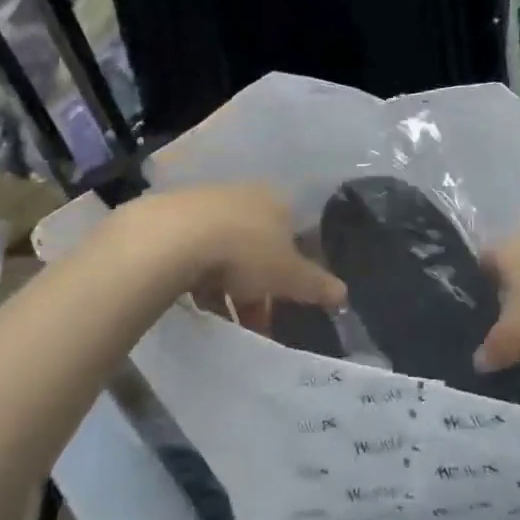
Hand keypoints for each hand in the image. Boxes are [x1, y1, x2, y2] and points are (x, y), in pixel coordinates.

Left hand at [125, 185, 345, 325]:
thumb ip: (317, 285)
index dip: (293, 272)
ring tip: (226, 323)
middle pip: (260, 246)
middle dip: (260, 287)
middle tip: (258, 321)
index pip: (294, 235)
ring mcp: (207, 205)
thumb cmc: (246, 251)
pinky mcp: (174, 220)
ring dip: (229, 288)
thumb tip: (344, 295)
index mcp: (277, 202)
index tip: (287, 302)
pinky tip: (197, 305)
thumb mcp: (290, 276)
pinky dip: (201, 281)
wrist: (176, 237)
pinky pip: (196, 254)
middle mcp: (245, 197)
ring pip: (226, 252)